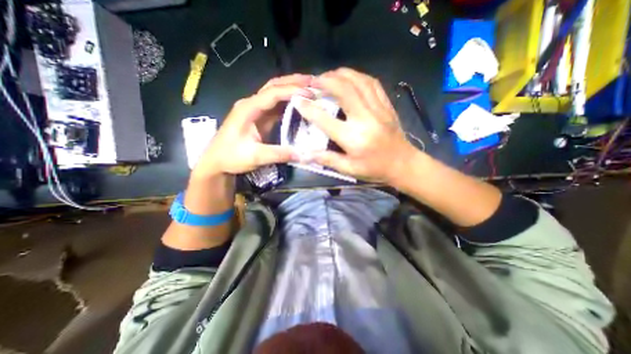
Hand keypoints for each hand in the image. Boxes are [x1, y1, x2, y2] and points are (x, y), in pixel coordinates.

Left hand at [190, 74, 312, 179]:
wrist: (217, 162)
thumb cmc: (231, 157)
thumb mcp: (255, 157)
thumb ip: (278, 154)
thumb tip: (302, 154)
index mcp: (248, 108)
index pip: (272, 93)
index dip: (292, 91)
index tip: (311, 94)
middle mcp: (252, 104)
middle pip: (274, 85)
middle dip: (294, 81)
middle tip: (314, 82)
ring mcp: (256, 110)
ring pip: (276, 93)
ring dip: (292, 89)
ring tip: (311, 89)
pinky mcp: (260, 117)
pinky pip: (276, 105)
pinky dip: (289, 102)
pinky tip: (300, 104)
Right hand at [296, 68, 416, 184]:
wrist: (403, 164)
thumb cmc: (374, 169)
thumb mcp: (349, 169)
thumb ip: (327, 159)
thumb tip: (305, 154)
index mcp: (353, 138)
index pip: (325, 120)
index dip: (309, 108)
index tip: (297, 99)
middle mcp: (365, 119)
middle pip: (344, 90)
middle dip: (326, 81)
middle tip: (313, 81)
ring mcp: (378, 109)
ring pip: (358, 81)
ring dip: (341, 74)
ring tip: (328, 75)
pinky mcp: (386, 105)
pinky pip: (372, 83)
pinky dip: (358, 76)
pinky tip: (350, 77)